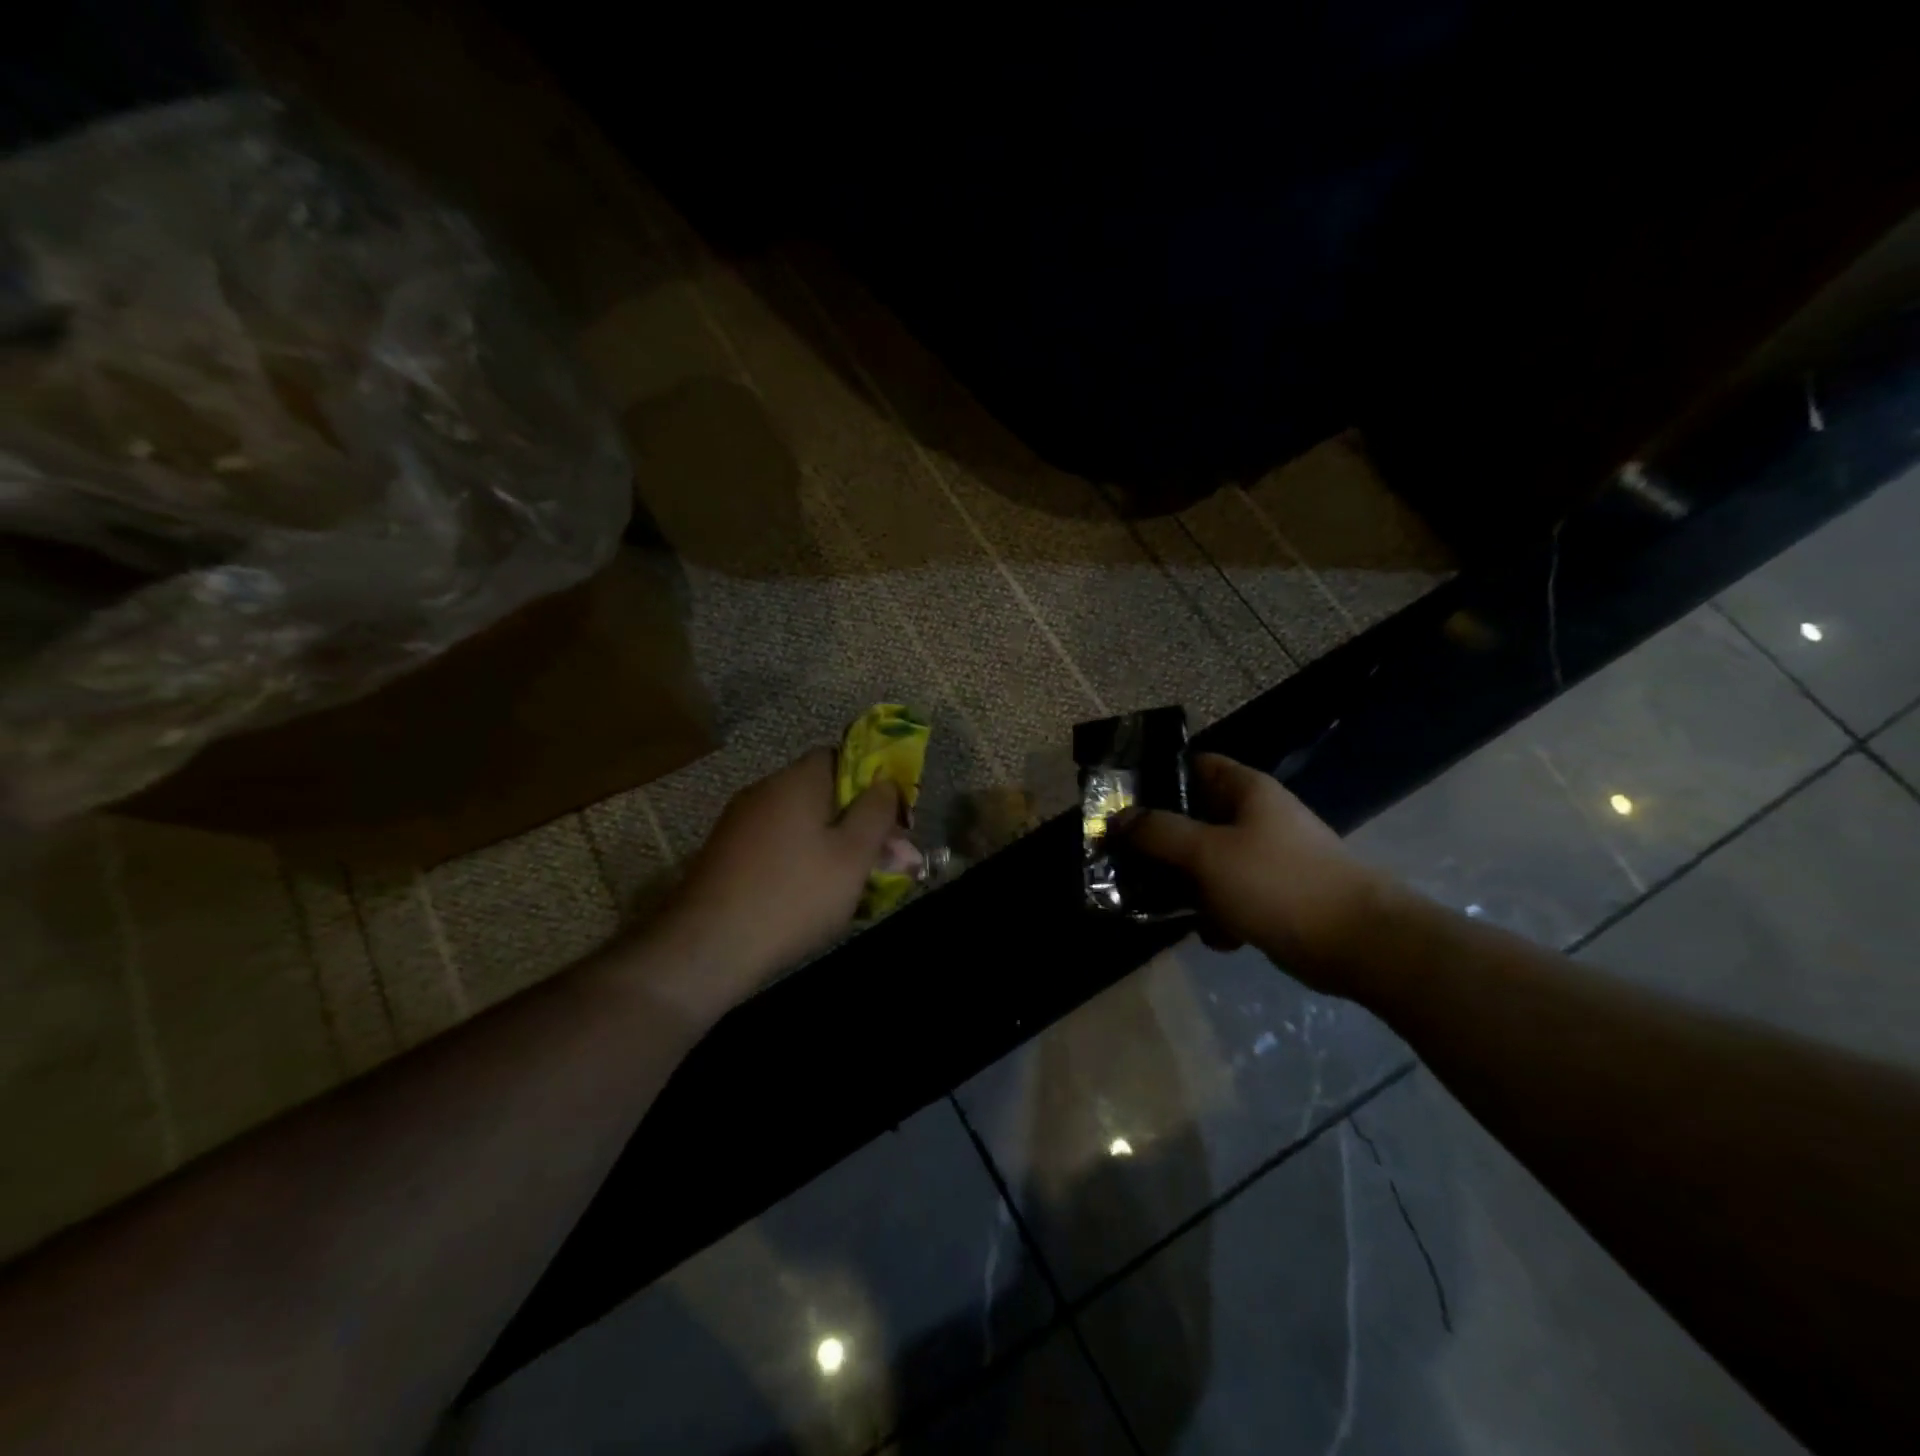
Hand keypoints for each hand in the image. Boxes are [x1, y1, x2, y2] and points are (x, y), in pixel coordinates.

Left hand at [637, 748, 903, 1019]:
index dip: (873, 782)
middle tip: (883, 862)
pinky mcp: (724, 854)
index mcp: (798, 780)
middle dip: (856, 823)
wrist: (708, 946)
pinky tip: (810, 898)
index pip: (842, 756)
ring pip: (800, 824)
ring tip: (853, 888)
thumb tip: (886, 783)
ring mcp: (739, 823)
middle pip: (823, 793)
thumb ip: (877, 812)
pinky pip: (776, 846)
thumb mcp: (853, 855)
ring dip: (830, 846)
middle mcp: (765, 790)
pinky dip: (799, 862)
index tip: (892, 819)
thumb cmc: (794, 894)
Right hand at [1122, 753, 1382, 986]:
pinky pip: (1229, 895)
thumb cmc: (1277, 882)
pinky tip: (1213, 934)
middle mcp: (1256, 817)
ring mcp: (1266, 858)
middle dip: (1160, 840)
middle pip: (1195, 817)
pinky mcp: (1273, 895)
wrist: (1358, 944)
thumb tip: (1118, 818)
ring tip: (1156, 902)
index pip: (1194, 765)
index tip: (1119, 801)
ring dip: (1184, 883)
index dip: (1156, 777)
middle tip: (1122, 858)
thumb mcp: (1207, 853)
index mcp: (1246, 790)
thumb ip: (1158, 832)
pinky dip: (1217, 913)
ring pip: (1208, 861)